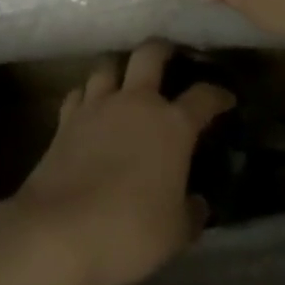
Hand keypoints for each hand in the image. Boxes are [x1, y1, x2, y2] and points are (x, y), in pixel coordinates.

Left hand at [9, 41, 234, 284]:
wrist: (58, 233)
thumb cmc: (129, 232)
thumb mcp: (175, 234)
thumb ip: (191, 213)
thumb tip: (197, 203)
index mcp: (172, 125)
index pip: (203, 97)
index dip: (218, 95)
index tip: (226, 98)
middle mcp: (136, 103)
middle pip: (150, 54)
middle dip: (163, 50)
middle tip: (170, 57)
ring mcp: (97, 107)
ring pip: (109, 66)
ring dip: (119, 70)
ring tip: (125, 82)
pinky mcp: (65, 120)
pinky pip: (79, 94)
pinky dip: (87, 96)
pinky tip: (90, 109)